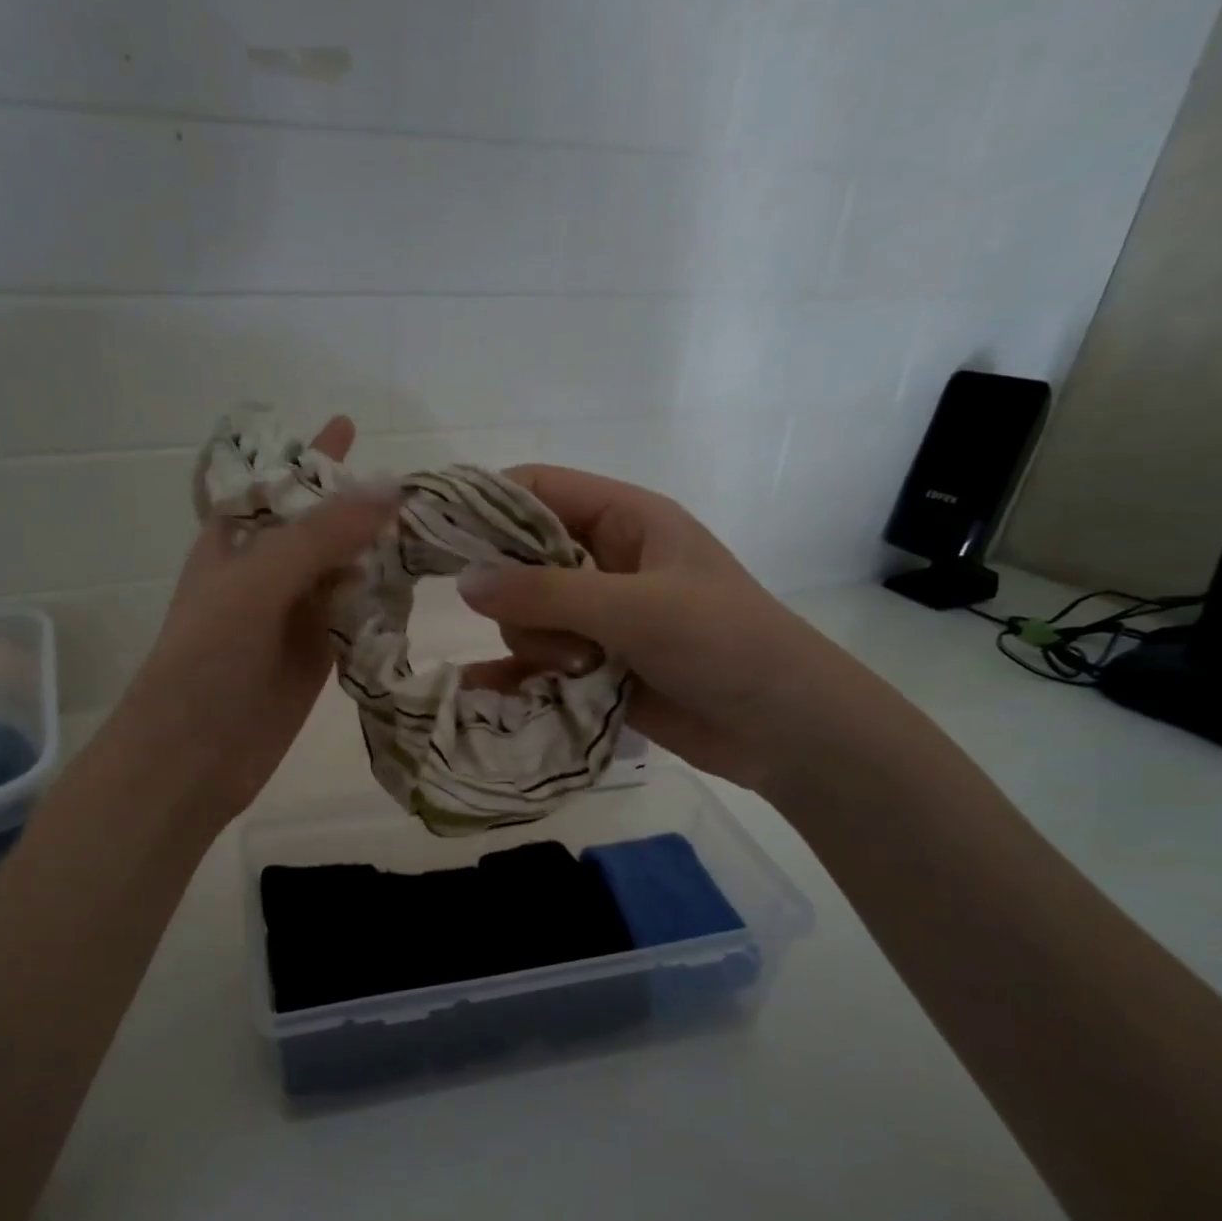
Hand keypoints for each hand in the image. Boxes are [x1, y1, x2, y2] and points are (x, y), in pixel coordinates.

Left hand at [112, 416, 395, 828]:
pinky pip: (355, 616)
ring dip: (378, 551)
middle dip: (359, 503)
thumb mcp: (255, 584)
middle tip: (419, 483)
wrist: (190, 758)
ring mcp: (293, 615)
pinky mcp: (317, 656)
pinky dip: (381, 601)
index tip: (350, 423)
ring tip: (432, 526)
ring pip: (343, 570)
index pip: (275, 483)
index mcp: (234, 542)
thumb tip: (393, 486)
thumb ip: (321, 536)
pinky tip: (416, 586)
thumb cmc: (204, 662)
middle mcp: (266, 572)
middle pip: (319, 525)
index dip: (308, 456)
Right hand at [455, 464, 838, 789]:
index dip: (484, 504)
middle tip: (551, 630)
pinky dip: (515, 675)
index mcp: (627, 520)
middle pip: (522, 558)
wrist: (786, 730)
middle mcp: (608, 562)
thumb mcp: (637, 608)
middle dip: (521, 597)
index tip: (435, 537)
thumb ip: (548, 593)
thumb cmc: (725, 644)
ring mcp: (601, 617)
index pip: (538, 490)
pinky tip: (484, 692)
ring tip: (579, 668)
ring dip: (537, 643)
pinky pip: (537, 661)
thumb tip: (464, 582)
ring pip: (527, 616)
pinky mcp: (597, 665)